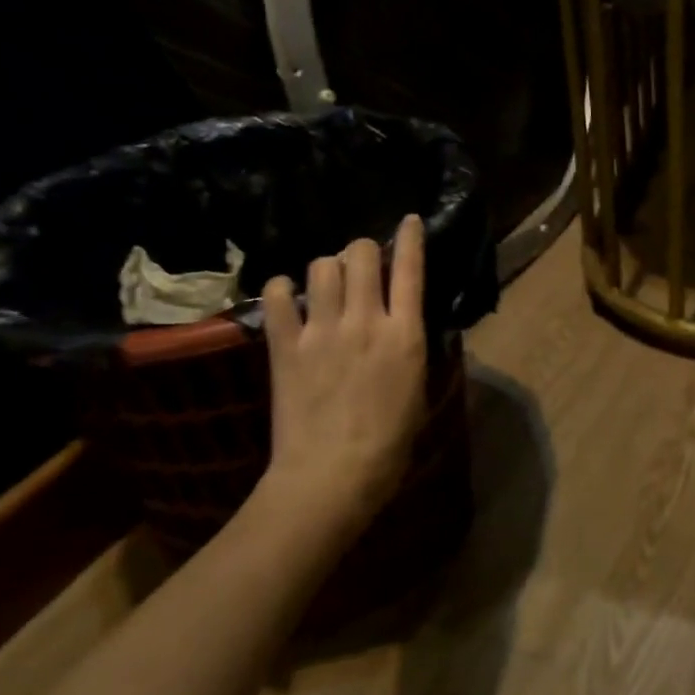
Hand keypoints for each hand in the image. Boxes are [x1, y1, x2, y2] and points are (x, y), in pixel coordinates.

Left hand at [256, 214, 427, 534]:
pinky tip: (289, 298)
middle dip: (363, 250)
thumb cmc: (389, 443)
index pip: (411, 269)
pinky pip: (278, 296)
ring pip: (322, 266)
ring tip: (327, 282)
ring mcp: (322, 330)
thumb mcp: (416, 388)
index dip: (410, 238)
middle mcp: (364, 320)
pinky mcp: (286, 345)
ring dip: (328, 266)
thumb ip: (408, 346)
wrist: (332, 474)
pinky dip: (283, 290)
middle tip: (361, 263)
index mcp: (405, 334)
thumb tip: (401, 323)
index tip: (408, 220)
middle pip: (361, 254)